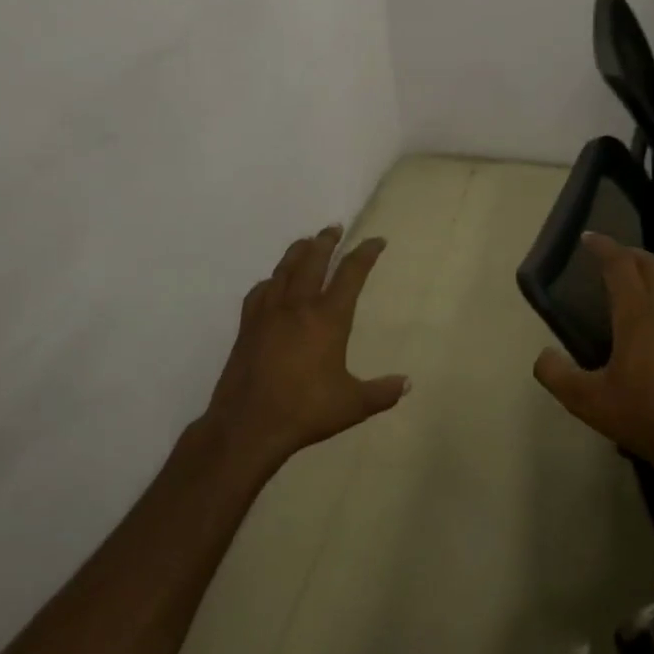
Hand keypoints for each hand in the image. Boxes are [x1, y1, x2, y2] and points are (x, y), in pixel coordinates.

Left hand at [201, 225, 409, 472]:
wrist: (248, 425)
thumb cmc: (306, 411)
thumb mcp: (353, 405)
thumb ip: (382, 392)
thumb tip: (407, 383)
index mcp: (328, 318)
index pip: (351, 274)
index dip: (365, 254)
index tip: (376, 241)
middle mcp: (297, 306)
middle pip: (313, 260)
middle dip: (326, 241)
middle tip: (335, 228)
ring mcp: (268, 314)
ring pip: (284, 269)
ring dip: (298, 251)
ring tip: (307, 242)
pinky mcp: (247, 327)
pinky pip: (260, 291)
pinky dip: (272, 280)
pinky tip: (273, 283)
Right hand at [533, 234, 653, 488]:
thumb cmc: (643, 417)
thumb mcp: (587, 402)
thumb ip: (556, 375)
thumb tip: (542, 356)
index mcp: (639, 316)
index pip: (621, 266)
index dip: (604, 247)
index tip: (589, 238)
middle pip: (652, 265)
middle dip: (630, 254)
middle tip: (610, 257)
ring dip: (652, 275)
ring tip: (634, 286)